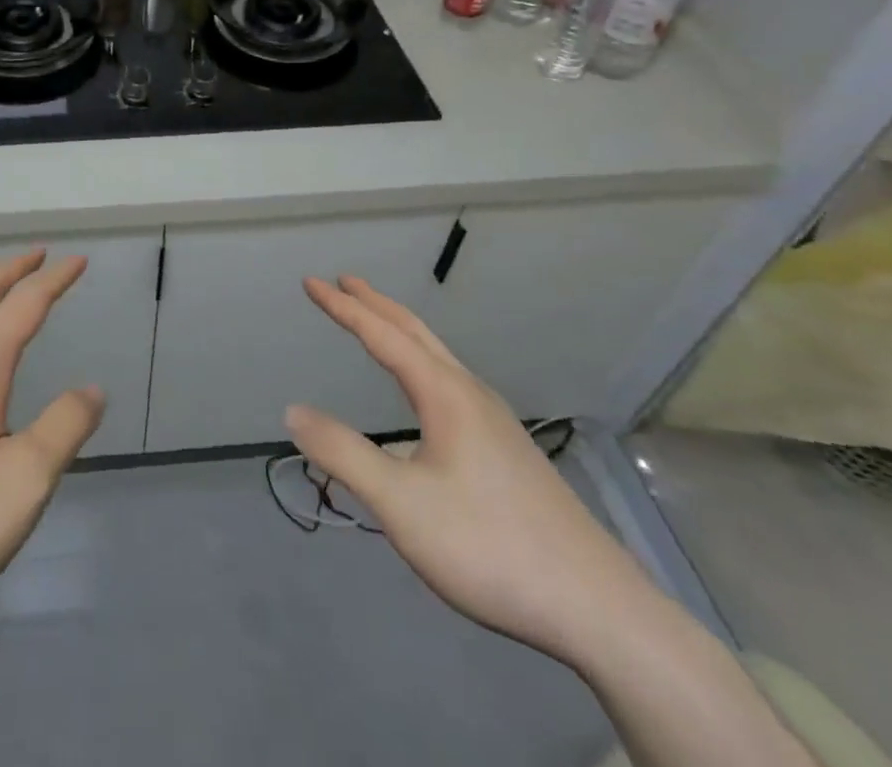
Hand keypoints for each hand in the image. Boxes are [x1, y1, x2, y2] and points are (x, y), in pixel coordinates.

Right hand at [286, 276, 665, 667]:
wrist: (598, 610)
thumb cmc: (490, 547)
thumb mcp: (401, 505)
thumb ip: (344, 454)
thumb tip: (293, 411)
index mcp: (445, 395)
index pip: (383, 335)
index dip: (343, 308)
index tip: (311, 282)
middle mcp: (471, 395)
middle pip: (416, 333)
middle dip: (376, 304)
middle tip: (344, 281)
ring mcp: (495, 423)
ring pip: (438, 358)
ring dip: (401, 332)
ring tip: (376, 326)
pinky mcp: (508, 452)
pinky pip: (451, 383)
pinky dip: (421, 363)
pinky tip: (423, 398)